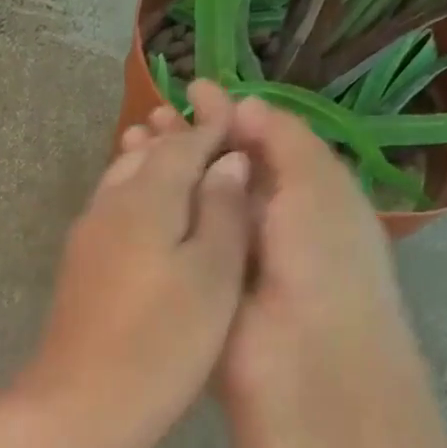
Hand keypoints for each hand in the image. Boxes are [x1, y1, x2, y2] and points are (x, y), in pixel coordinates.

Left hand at [17, 80, 251, 443]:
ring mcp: (85, 239)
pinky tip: (159, 227)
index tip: (242, 117)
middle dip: (183, 145)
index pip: (182, 144)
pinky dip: (141, 205)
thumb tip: (227, 162)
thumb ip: (223, 212)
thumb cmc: (162, 341)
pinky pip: (114, 216)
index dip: (214, 128)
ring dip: (157, 173)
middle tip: (222, 146)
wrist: (81, 403)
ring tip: (194, 180)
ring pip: (124, 185)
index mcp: (143, 198)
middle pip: (146, 158)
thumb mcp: (212, 275)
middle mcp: (106, 206)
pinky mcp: (78, 269)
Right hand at [126, 95, 413, 424]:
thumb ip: (285, 140)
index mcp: (304, 197)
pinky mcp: (192, 282)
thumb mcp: (319, 186)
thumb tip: (245, 106)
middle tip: (148, 117)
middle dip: (187, 141)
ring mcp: (224, 255)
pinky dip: (151, 211)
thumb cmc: (323, 262)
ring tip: (128, 141)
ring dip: (163, 171)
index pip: (262, 145)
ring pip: (190, 201)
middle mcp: (264, 222)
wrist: (300, 358)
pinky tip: (123, 188)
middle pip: (219, 171)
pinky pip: (172, 239)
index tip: (193, 90)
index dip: (229, 116)